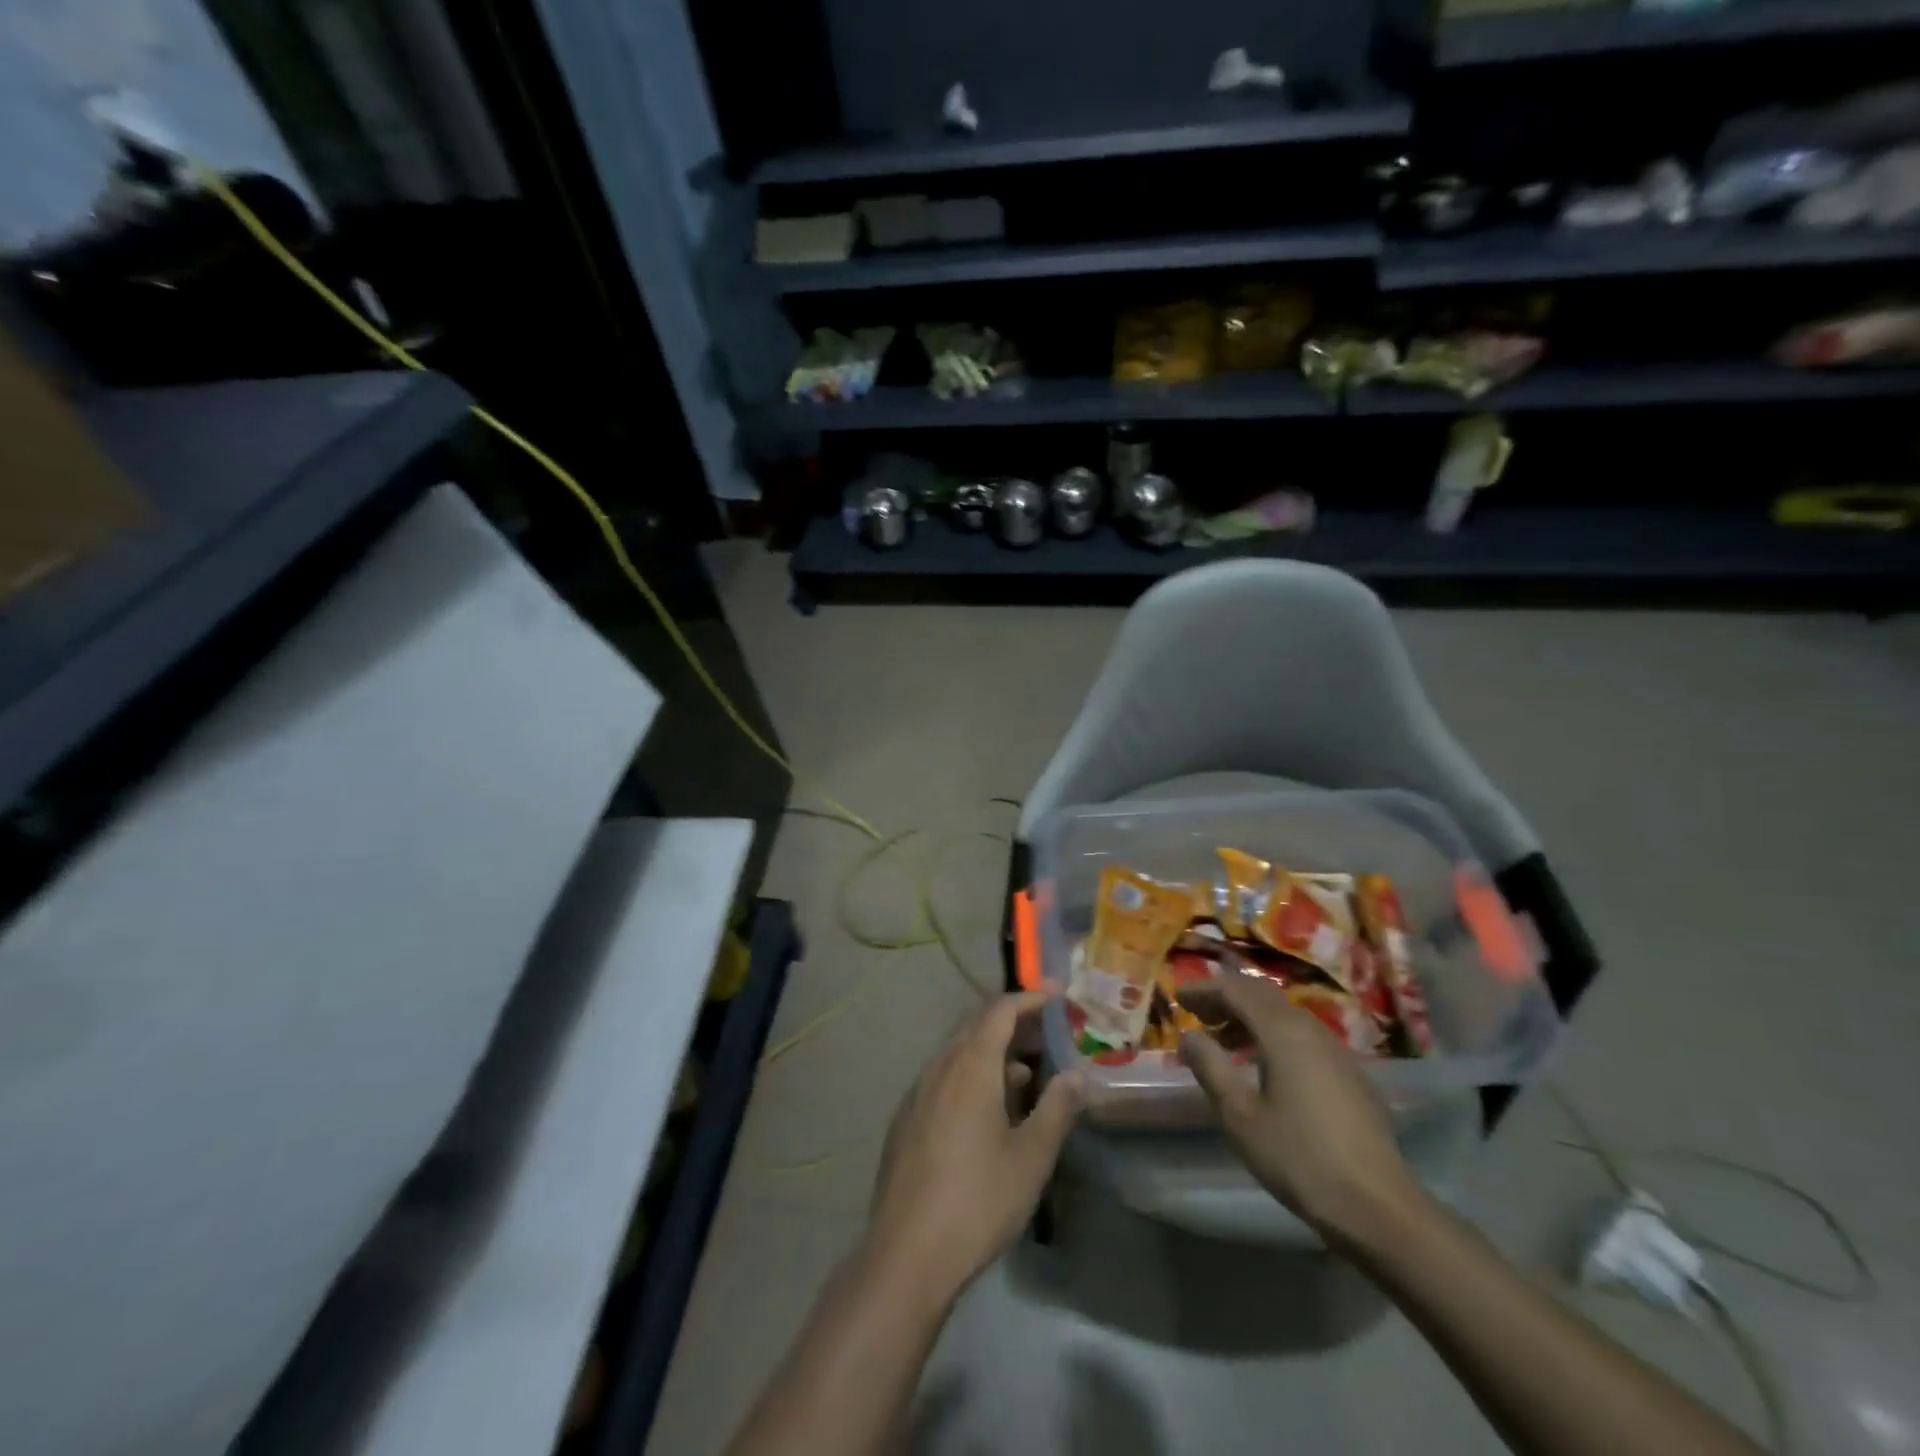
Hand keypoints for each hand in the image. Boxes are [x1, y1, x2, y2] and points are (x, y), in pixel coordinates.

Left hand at [867, 989, 1083, 1302]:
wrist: (906, 1254)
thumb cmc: (978, 1200)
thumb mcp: (1031, 1158)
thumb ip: (1057, 1109)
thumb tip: (1076, 1075)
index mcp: (970, 1066)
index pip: (1000, 1011)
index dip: (1030, 997)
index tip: (1058, 994)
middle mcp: (939, 1067)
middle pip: (977, 1025)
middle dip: (1014, 1022)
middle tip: (1048, 1031)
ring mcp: (917, 1093)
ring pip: (959, 1053)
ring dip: (994, 1052)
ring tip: (1028, 1075)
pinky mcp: (906, 1119)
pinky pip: (944, 1078)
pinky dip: (973, 1075)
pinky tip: (990, 1110)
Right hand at [1177, 971, 1422, 1247]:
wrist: (1378, 1207)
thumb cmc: (1299, 1158)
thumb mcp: (1240, 1115)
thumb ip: (1211, 1067)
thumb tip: (1189, 1036)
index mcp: (1282, 1031)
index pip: (1236, 990)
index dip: (1204, 989)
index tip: (1178, 997)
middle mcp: (1310, 1029)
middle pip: (1262, 995)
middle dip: (1227, 998)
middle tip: (1198, 1013)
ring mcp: (1335, 1050)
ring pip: (1284, 1015)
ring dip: (1250, 1017)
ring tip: (1224, 1041)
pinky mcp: (1349, 1074)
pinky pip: (1301, 1035)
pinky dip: (1272, 1035)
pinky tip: (1264, 1066)